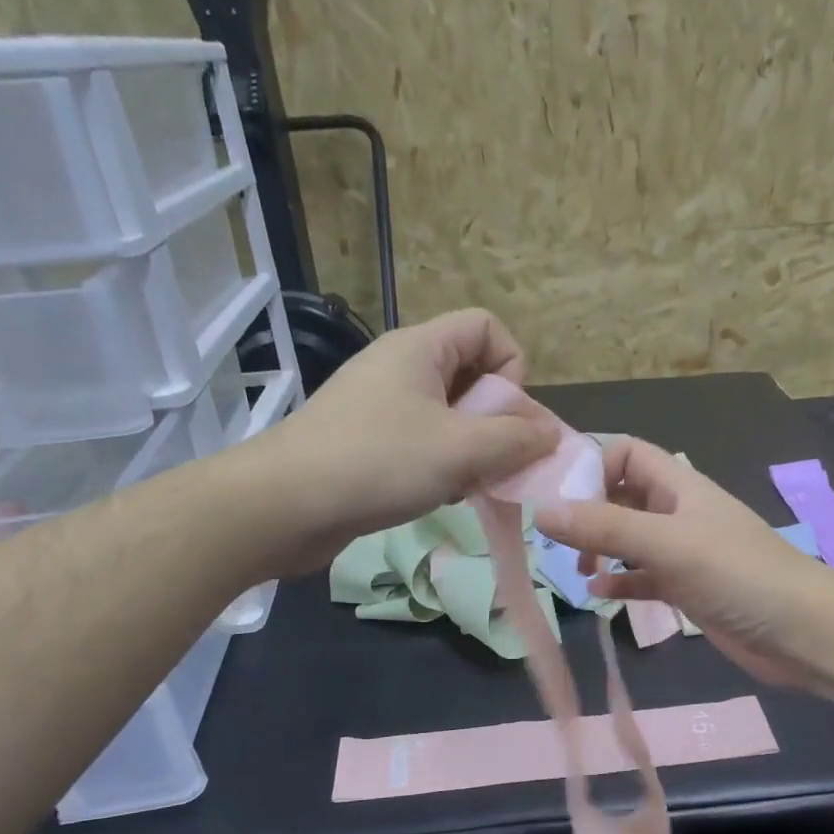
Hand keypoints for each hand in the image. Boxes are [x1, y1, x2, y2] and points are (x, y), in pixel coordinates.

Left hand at [262, 310, 559, 569]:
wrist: (281, 507)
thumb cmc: (376, 463)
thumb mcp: (459, 450)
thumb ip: (515, 440)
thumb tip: (551, 435)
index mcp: (420, 348)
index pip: (486, 327)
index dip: (512, 365)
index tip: (508, 416)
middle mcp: (399, 367)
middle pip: (471, 374)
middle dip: (496, 419)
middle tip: (497, 461)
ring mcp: (379, 406)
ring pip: (448, 416)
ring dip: (471, 449)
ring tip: (466, 484)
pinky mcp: (365, 443)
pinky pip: (422, 443)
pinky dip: (441, 466)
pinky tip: (437, 496)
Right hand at [534, 438, 833, 692]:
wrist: (802, 632)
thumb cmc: (737, 574)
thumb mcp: (667, 543)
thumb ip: (605, 526)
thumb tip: (541, 511)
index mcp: (678, 485)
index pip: (626, 453)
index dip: (591, 465)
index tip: (556, 497)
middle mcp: (679, 512)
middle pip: (622, 496)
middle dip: (588, 511)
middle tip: (557, 540)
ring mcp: (684, 552)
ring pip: (630, 538)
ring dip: (601, 547)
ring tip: (576, 568)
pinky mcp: (688, 588)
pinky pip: (644, 576)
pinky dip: (622, 580)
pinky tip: (600, 592)